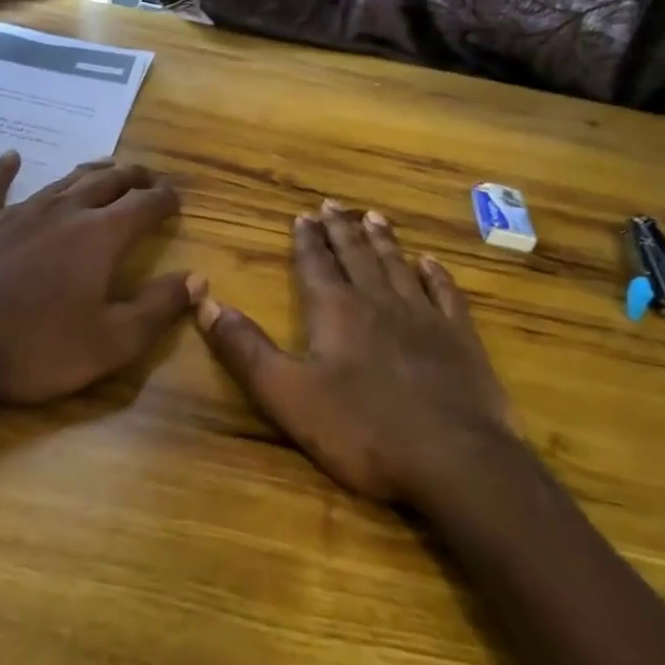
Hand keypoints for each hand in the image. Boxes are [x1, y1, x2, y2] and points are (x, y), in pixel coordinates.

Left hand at [0, 150, 196, 405]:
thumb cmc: (32, 347)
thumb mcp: (110, 342)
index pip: (144, 205)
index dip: (165, 199)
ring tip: (106, 165)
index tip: (176, 199)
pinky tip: (11, 157)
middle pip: (107, 182)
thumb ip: (158, 308)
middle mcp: (64, 211)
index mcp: (100, 236)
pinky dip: (4, 170)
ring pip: (62, 180)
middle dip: (133, 177)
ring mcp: (17, 212)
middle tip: (148, 178)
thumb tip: (198, 279)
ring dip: (89, 171)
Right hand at [194, 200, 512, 503]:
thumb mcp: (287, 395)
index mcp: (336, 311)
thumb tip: (204, 302)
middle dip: (341, 229)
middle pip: (356, 255)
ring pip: (398, 266)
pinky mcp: (459, 338)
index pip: (316, 264)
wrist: (455, 460)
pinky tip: (430, 262)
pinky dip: (435, 275)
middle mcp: (378, 301)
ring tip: (374, 216)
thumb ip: (245, 349)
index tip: (303, 214)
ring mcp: (424, 317)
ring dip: (383, 240)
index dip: (307, 239)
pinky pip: (445, 294)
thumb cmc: (363, 430)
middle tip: (333, 203)